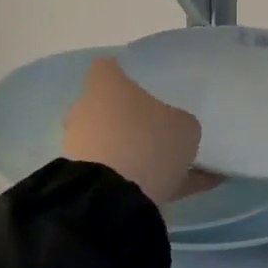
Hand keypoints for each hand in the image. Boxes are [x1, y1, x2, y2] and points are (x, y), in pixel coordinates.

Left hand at [61, 56, 203, 206]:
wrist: (110, 200)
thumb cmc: (147, 142)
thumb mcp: (184, 126)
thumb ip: (179, 122)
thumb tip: (174, 128)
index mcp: (106, 87)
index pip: (108, 67)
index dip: (125, 72)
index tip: (147, 82)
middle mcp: (86, 112)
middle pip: (109, 108)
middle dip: (132, 117)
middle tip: (163, 126)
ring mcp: (82, 147)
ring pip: (116, 143)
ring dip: (138, 152)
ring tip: (180, 166)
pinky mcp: (85, 182)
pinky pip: (122, 175)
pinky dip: (148, 181)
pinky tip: (185, 189)